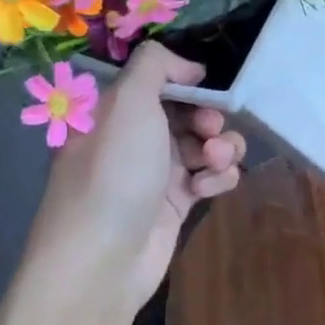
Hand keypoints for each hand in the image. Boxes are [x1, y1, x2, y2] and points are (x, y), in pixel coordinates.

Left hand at [22, 43, 246, 324]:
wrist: (103, 258)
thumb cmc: (115, 171)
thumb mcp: (127, 101)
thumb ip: (155, 65)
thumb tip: (189, 68)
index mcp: (116, 110)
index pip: (160, 83)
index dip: (188, 84)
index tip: (205, 90)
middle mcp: (135, 138)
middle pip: (189, 113)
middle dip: (209, 118)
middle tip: (210, 132)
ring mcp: (156, 172)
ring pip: (205, 145)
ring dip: (221, 148)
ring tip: (214, 162)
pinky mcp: (176, 205)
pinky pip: (210, 178)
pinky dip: (218, 179)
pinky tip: (209, 189)